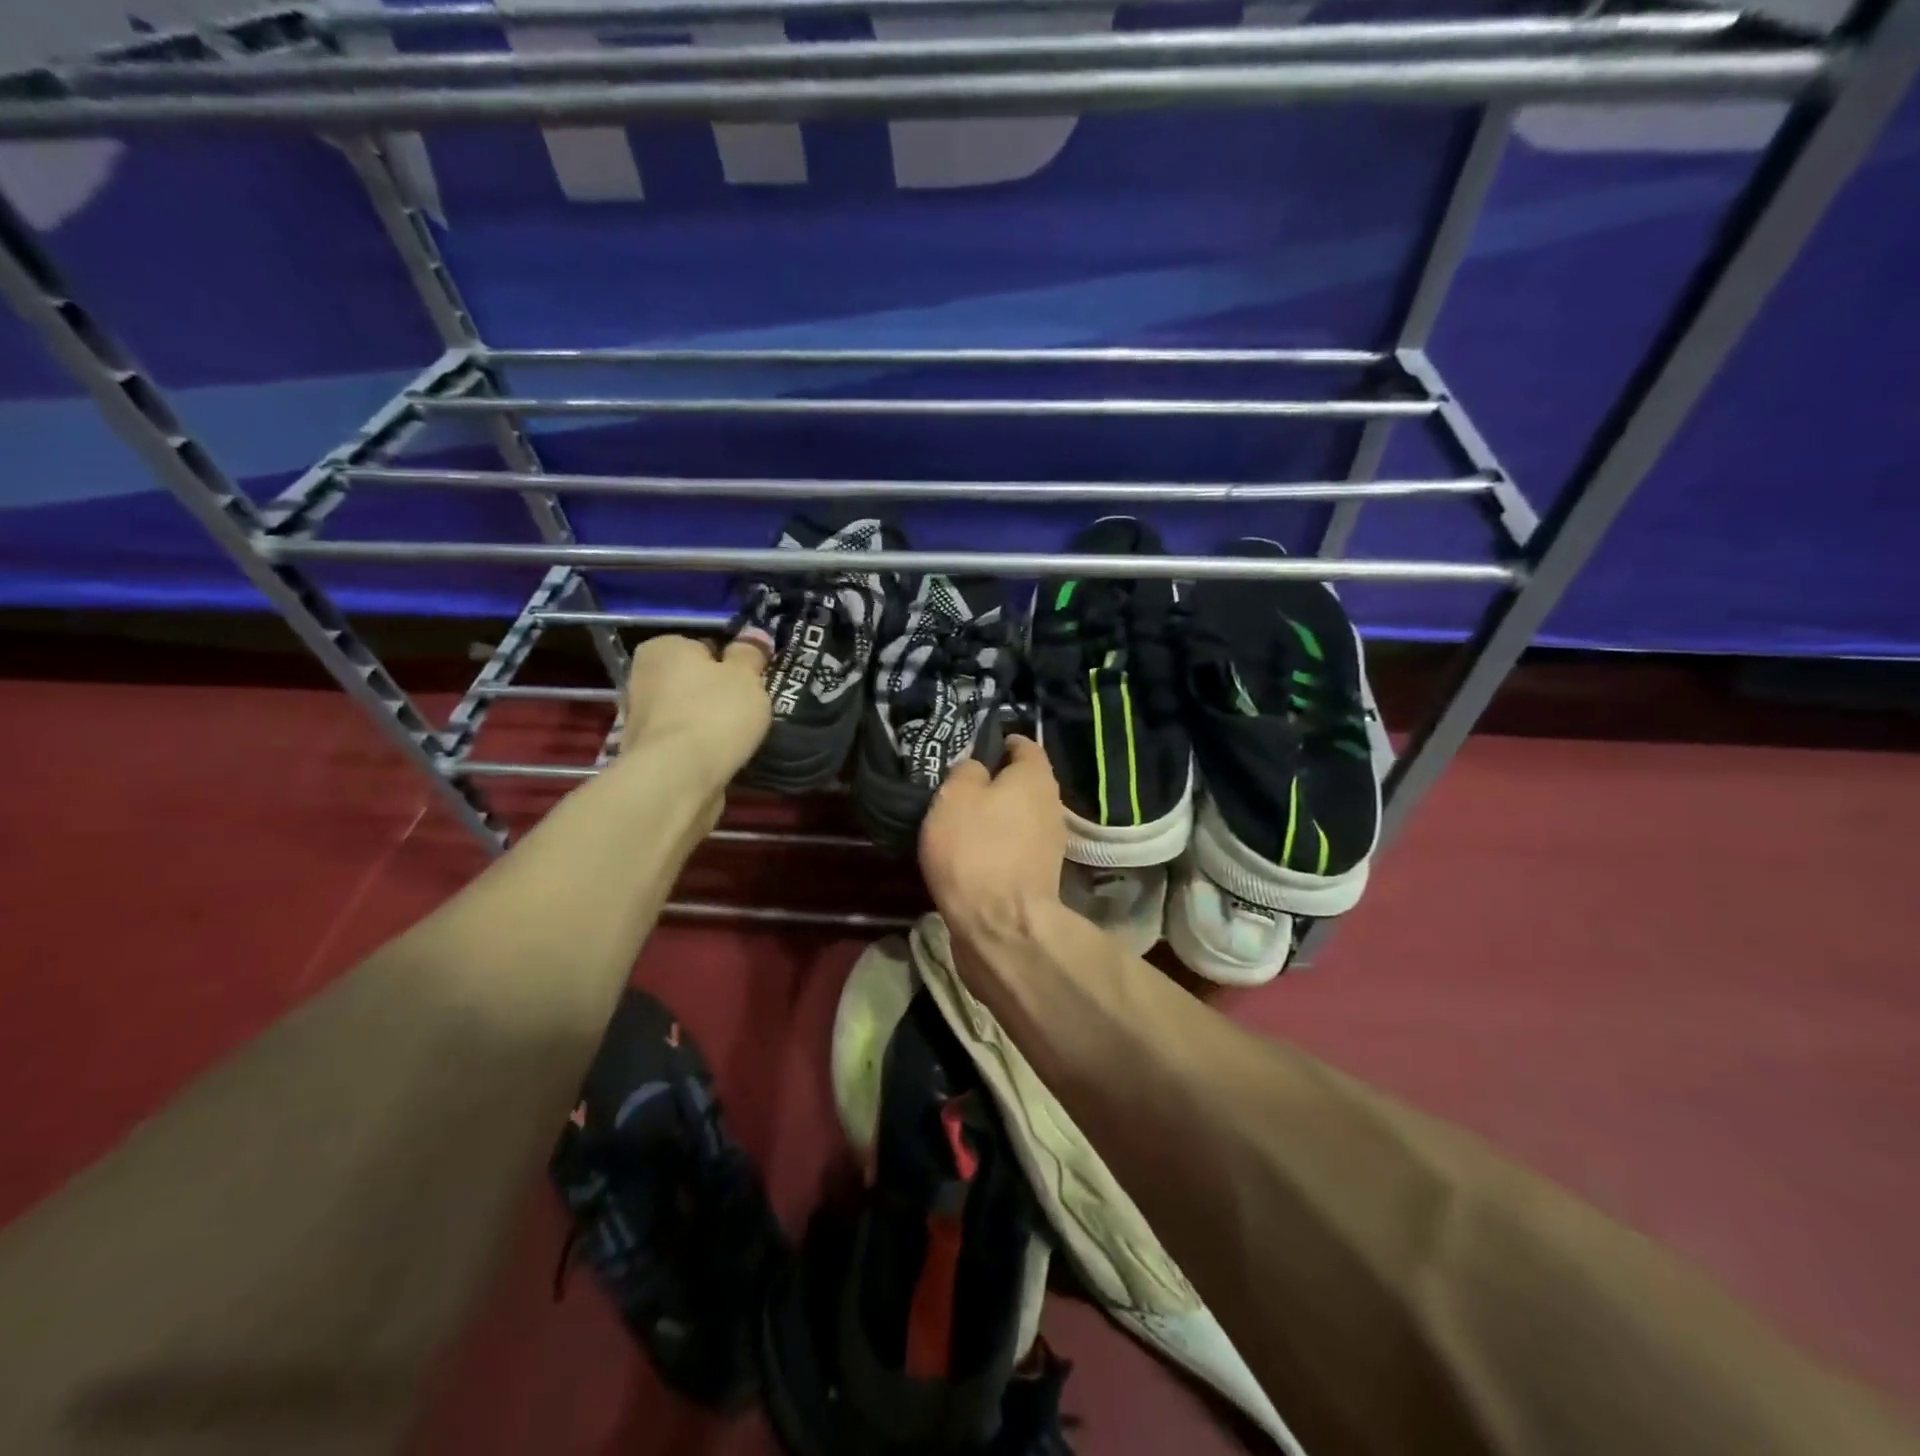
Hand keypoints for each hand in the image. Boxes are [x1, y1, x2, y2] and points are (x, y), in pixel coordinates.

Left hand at [619, 635, 770, 781]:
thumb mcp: (746, 676)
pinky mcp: (646, 755)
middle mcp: (641, 678)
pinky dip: (699, 749)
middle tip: (749, 709)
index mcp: (662, 648)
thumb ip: (750, 654)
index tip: (751, 681)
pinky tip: (721, 758)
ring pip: (687, 713)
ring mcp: (639, 719)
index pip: (703, 646)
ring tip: (739, 738)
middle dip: (716, 694)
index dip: (730, 663)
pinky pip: (683, 743)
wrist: (678, 778)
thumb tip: (754, 636)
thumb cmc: (714, 713)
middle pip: (692, 681)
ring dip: (708, 723)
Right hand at [919, 736, 1065, 938]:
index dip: (998, 742)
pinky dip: (996, 846)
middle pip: (1023, 783)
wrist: (1000, 925)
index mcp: (1035, 777)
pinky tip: (970, 854)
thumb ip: (967, 771)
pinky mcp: (1039, 875)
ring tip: (958, 822)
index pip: (1023, 744)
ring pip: (1018, 816)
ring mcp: (1049, 843)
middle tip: (957, 788)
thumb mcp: (955, 796)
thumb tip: (977, 768)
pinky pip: (1014, 847)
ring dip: (995, 817)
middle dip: (995, 782)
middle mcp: (1051, 804)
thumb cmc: (975, 848)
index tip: (971, 749)